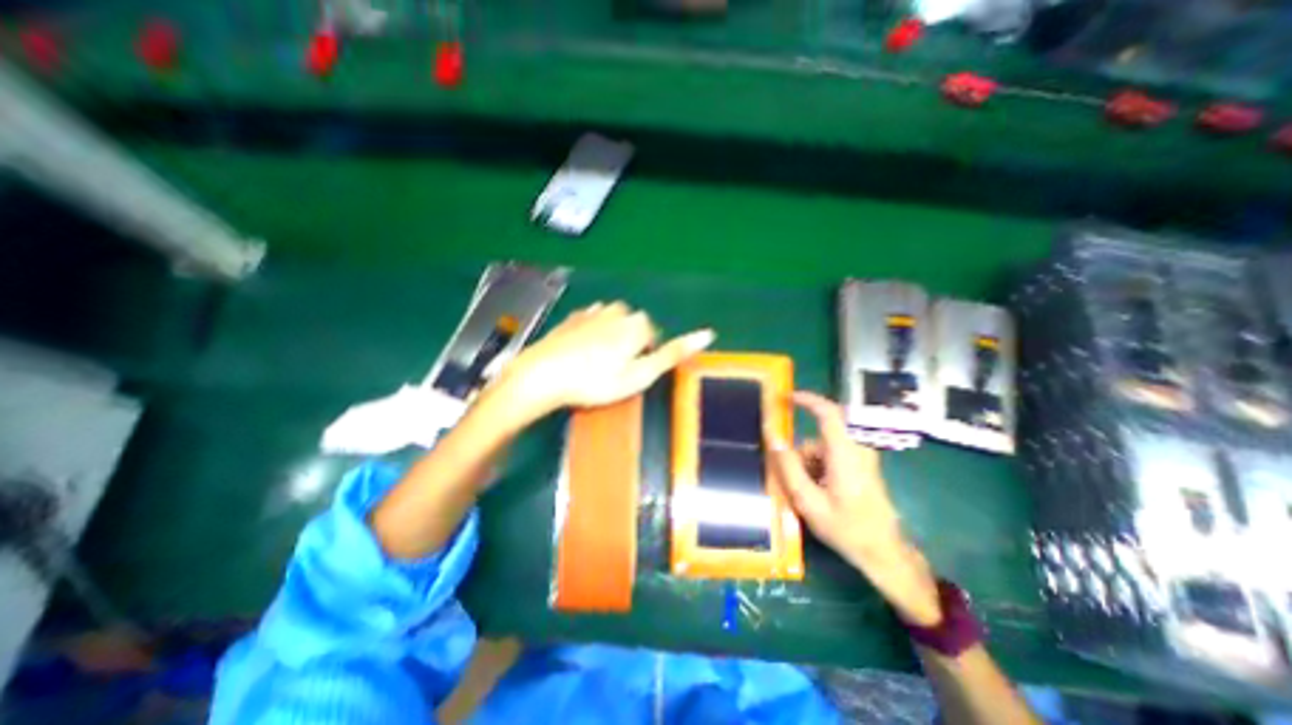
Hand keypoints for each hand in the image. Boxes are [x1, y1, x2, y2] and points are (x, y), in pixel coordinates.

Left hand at [499, 303, 715, 420]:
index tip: (627, 374)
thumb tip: (707, 334)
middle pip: (634, 329)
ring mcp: (593, 311)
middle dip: (628, 347)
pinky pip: (593, 323)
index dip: (643, 358)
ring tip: (594, 364)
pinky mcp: (573, 317)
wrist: (544, 375)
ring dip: (610, 340)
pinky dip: (592, 335)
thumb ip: (673, 353)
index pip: (654, 337)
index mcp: (637, 323)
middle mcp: (618, 310)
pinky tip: (580, 353)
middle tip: (610, 371)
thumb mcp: (640, 374)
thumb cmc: (595, 381)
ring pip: (614, 325)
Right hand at [764, 394, 941, 624]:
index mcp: (845, 453)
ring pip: (824, 448)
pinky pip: (833, 457)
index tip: (785, 397)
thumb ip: (789, 466)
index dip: (807, 399)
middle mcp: (856, 449)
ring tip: (807, 496)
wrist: (885, 554)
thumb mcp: (808, 501)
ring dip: (809, 465)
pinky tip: (819, 494)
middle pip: (819, 437)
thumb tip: (772, 437)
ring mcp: (861, 458)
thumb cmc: (847, 529)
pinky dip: (820, 470)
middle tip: (791, 480)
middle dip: (801, 454)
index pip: (828, 412)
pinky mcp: (862, 466)